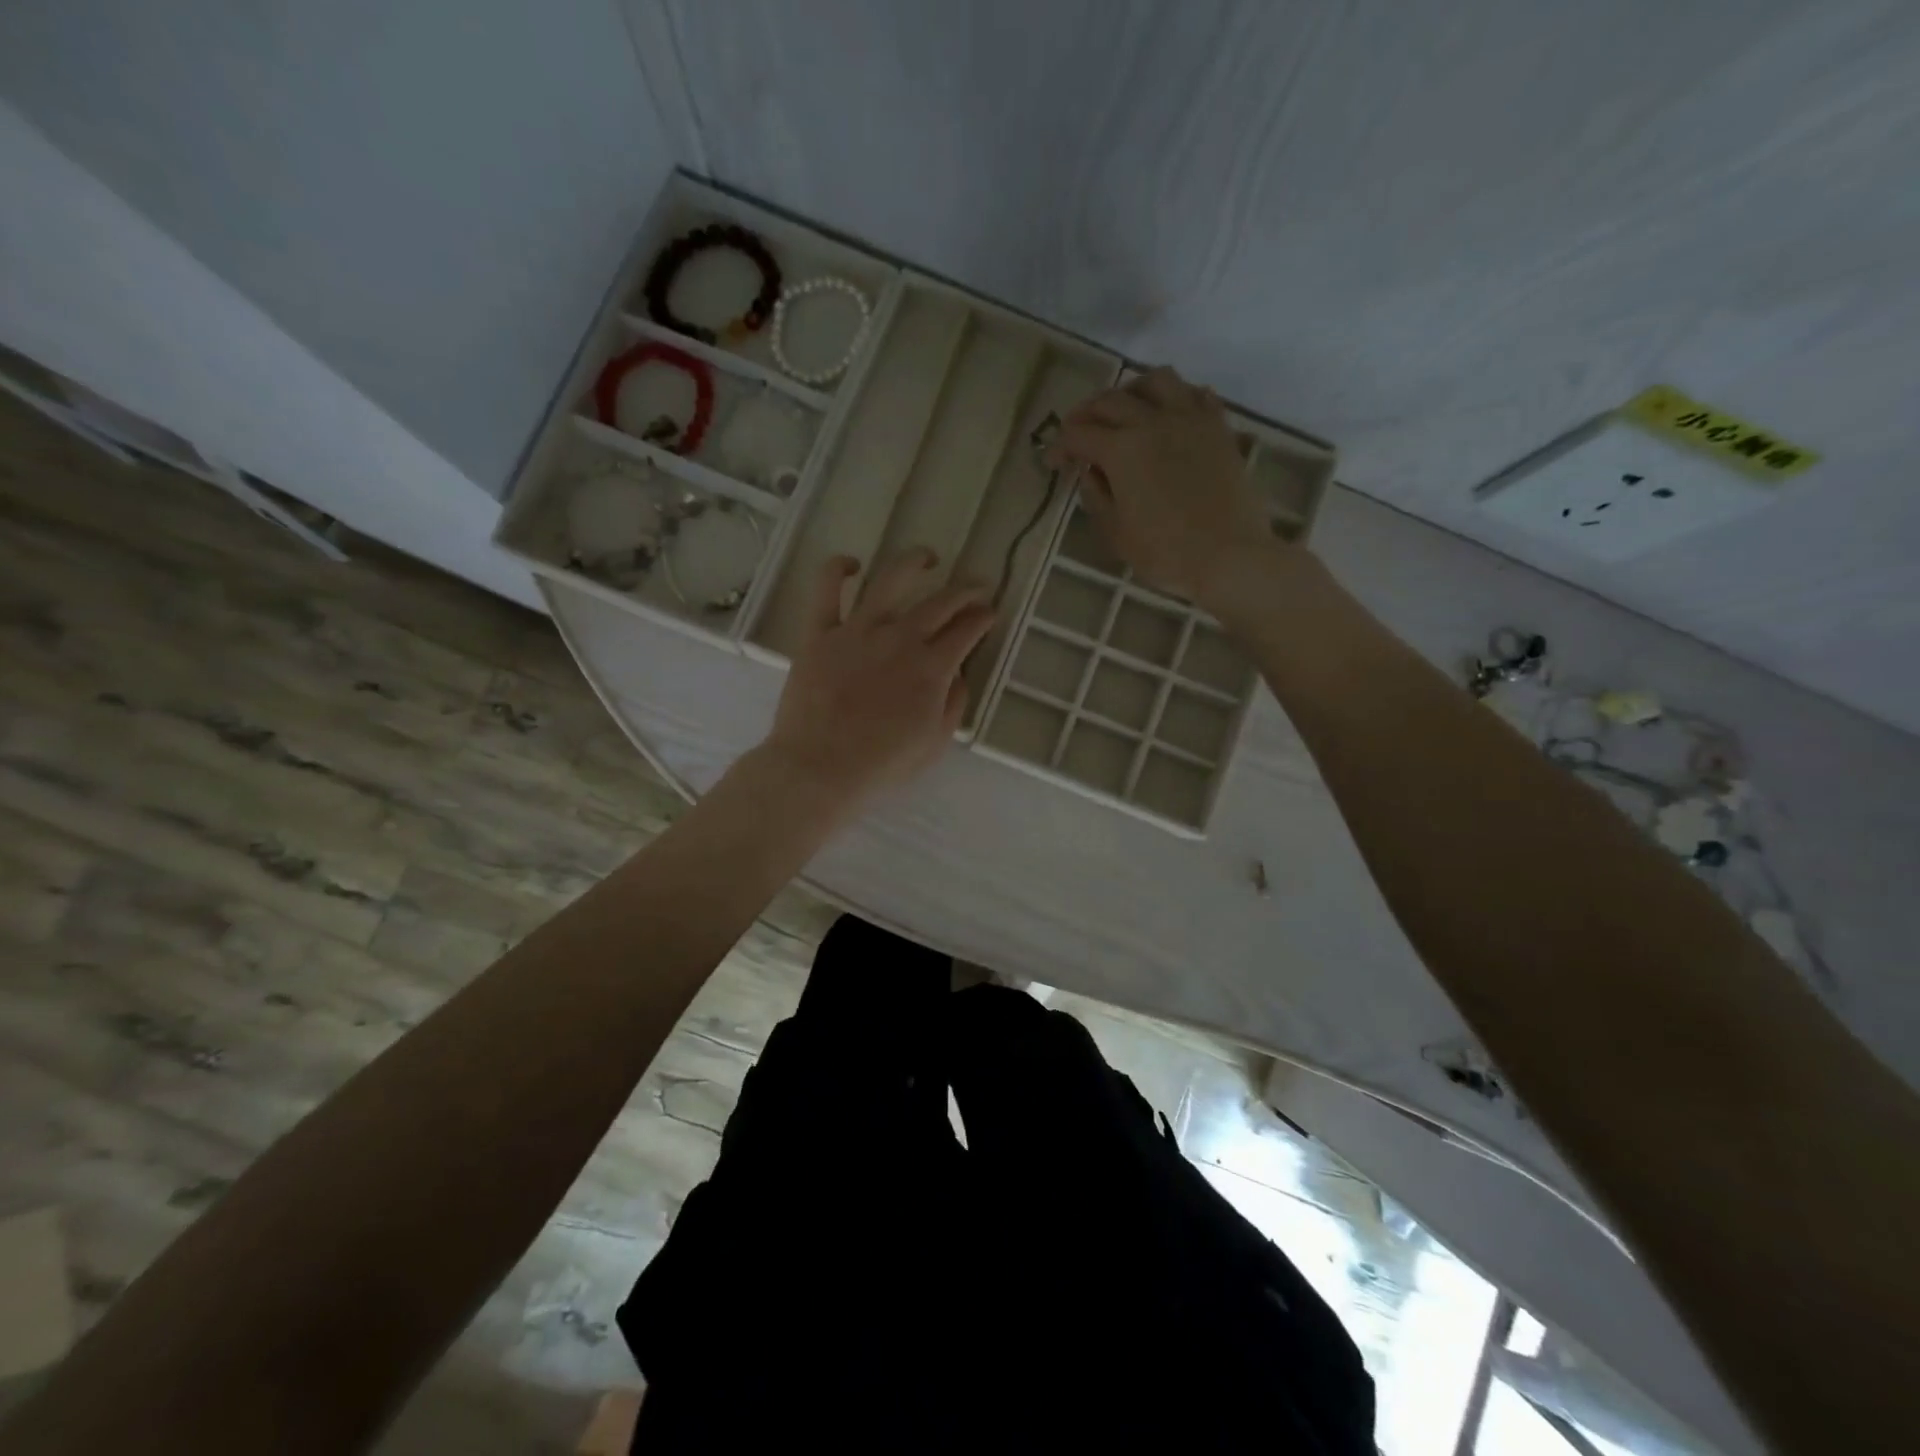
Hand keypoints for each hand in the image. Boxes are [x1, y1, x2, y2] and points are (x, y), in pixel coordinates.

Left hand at [763, 548, 994, 812]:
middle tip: (975, 587)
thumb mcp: (935, 743)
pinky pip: (827, 590)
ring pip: (891, 580)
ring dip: (914, 562)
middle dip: (965, 590)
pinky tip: (852, 565)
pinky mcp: (820, 633)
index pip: (967, 630)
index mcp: (932, 667)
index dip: (983, 617)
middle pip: (940, 601)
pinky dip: (838, 570)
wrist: (820, 768)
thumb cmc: (882, 765)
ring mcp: (858, 630)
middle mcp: (900, 637)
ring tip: (927, 557)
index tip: (989, 613)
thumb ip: (953, 703)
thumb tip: (958, 674)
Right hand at [1049, 366, 1280, 605]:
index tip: (1052, 462)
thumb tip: (1091, 473)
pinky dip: (1176, 397)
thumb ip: (1097, 498)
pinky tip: (1169, 415)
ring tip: (1125, 409)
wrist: (1229, 556)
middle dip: (1086, 413)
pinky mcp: (1219, 428)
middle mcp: (1153, 422)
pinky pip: (1196, 394)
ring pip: (1156, 380)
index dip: (1059, 446)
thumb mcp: (1116, 533)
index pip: (1078, 434)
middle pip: (1111, 400)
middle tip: (1078, 433)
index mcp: (1122, 450)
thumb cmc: (1165, 552)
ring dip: (1132, 390)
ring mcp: (1190, 420)